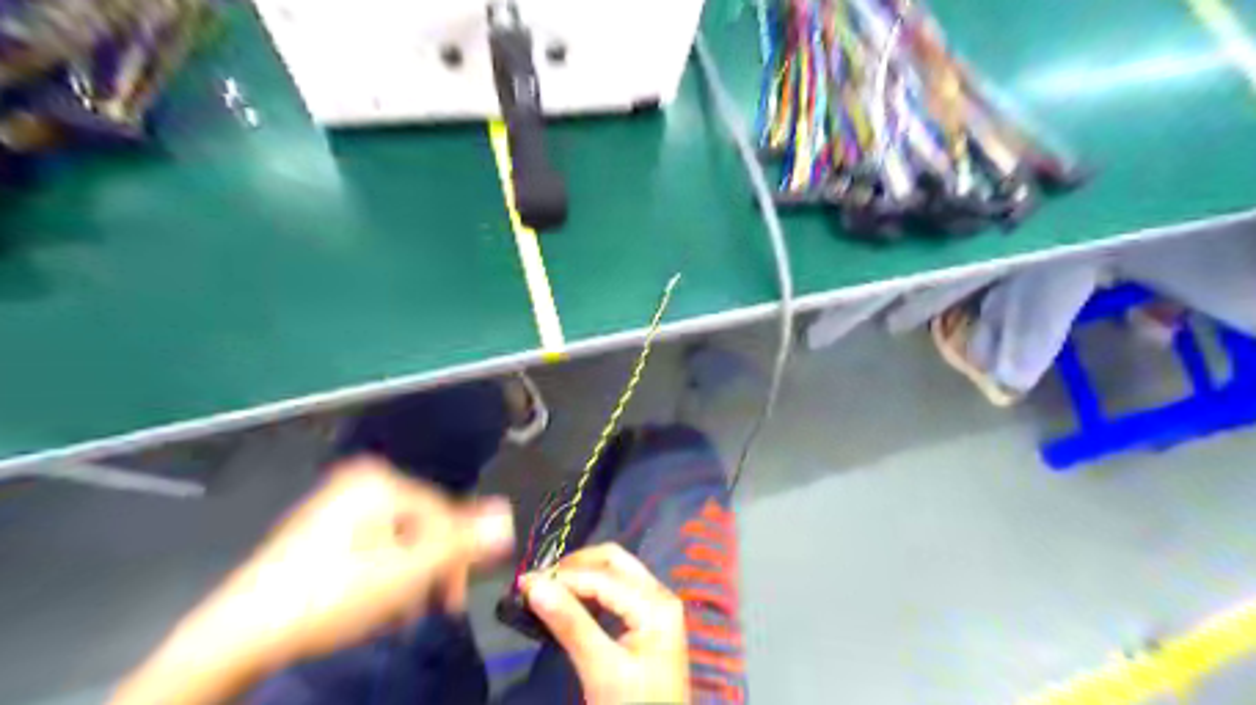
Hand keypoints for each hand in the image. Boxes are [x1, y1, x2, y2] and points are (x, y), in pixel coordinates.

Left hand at [113, 457, 512, 703]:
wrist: (236, 638)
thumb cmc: (326, 598)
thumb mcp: (405, 572)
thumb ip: (461, 542)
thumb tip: (507, 516)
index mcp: (379, 482)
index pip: (446, 512)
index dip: (458, 555)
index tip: (456, 597)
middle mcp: (359, 484)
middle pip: (423, 525)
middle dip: (432, 567)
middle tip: (432, 607)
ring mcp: (338, 505)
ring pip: (401, 540)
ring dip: (411, 576)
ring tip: (399, 611)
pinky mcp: (324, 531)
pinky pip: (375, 547)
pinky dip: (384, 573)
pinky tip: (374, 603)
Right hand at [525, 544, 691, 702]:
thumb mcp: (601, 670)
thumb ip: (570, 624)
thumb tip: (534, 586)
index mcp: (656, 603)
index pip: (603, 576)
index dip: (562, 576)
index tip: (523, 583)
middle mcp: (660, 594)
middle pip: (613, 561)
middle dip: (574, 567)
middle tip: (538, 583)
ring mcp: (657, 605)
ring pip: (615, 572)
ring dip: (582, 575)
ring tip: (547, 591)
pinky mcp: (649, 620)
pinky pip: (618, 590)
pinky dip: (592, 590)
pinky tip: (570, 604)